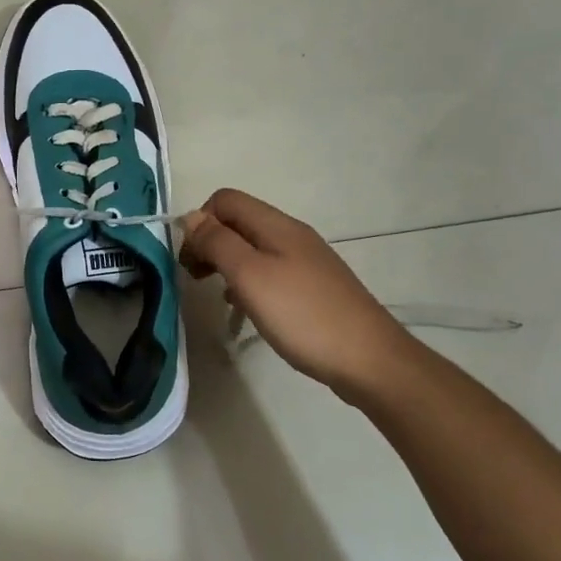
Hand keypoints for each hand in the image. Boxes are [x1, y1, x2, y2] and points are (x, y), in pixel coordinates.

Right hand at [179, 188, 425, 400]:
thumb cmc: (303, 315)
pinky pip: (270, 270)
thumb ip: (217, 243)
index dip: (200, 222)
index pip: (225, 200)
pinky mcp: (314, 287)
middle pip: (239, 221)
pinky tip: (248, 309)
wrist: (370, 361)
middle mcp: (292, 235)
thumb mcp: (250, 276)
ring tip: (219, 294)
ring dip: (228, 263)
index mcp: (276, 226)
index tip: (190, 259)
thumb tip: (191, 217)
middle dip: (210, 242)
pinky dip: (249, 282)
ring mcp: (306, 261)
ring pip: (253, 247)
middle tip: (196, 278)